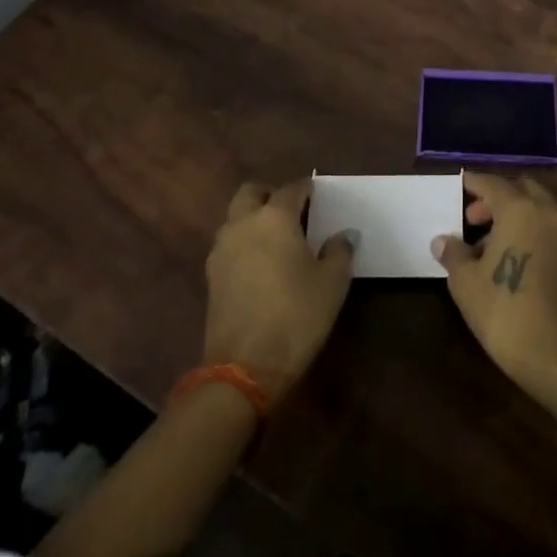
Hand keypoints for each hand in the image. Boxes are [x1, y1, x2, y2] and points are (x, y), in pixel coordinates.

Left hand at [204, 179, 354, 399]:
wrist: (244, 368)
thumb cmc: (296, 316)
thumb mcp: (332, 283)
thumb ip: (340, 251)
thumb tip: (344, 235)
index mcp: (275, 217)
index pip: (292, 188)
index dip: (307, 188)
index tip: (319, 195)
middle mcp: (243, 224)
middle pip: (251, 192)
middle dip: (270, 194)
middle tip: (292, 211)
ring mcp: (222, 250)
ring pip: (235, 217)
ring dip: (253, 218)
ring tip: (277, 239)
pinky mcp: (211, 276)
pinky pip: (229, 244)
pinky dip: (243, 243)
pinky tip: (261, 265)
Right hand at [433, 171, 556, 395]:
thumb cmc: (505, 311)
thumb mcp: (466, 282)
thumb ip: (454, 254)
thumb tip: (443, 241)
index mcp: (519, 209)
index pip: (492, 184)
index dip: (473, 183)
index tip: (460, 186)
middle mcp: (547, 212)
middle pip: (520, 190)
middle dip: (496, 199)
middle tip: (473, 220)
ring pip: (539, 207)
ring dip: (516, 214)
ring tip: (489, 244)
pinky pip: (551, 227)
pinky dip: (533, 229)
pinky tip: (514, 256)